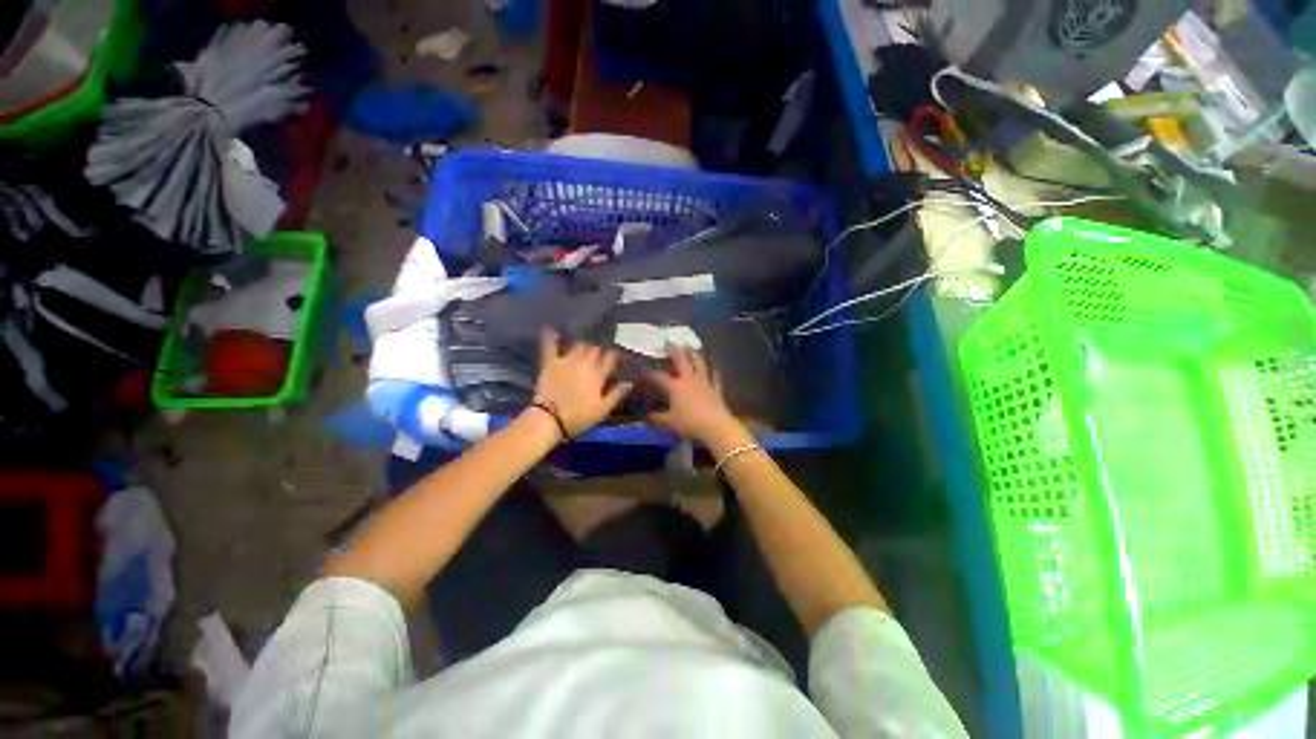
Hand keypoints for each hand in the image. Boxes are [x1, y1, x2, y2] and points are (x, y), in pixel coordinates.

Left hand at [533, 330, 632, 436]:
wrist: (550, 418)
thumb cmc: (579, 416)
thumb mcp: (602, 409)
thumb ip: (616, 394)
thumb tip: (629, 382)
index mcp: (598, 375)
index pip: (610, 358)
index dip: (614, 356)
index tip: (616, 356)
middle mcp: (584, 363)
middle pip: (595, 349)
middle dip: (599, 350)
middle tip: (600, 354)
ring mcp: (567, 360)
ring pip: (579, 345)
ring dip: (583, 345)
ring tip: (584, 347)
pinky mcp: (551, 362)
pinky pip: (550, 346)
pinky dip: (551, 338)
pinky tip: (551, 329)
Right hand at [647, 349, 738, 443]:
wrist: (715, 426)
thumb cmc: (689, 422)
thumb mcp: (669, 422)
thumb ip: (658, 418)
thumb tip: (648, 416)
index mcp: (675, 386)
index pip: (659, 376)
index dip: (650, 373)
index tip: (643, 369)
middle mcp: (689, 379)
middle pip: (681, 360)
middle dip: (673, 351)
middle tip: (669, 342)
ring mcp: (704, 382)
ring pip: (699, 364)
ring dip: (694, 355)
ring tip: (690, 348)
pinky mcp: (716, 389)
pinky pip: (715, 378)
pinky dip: (714, 372)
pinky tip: (715, 367)